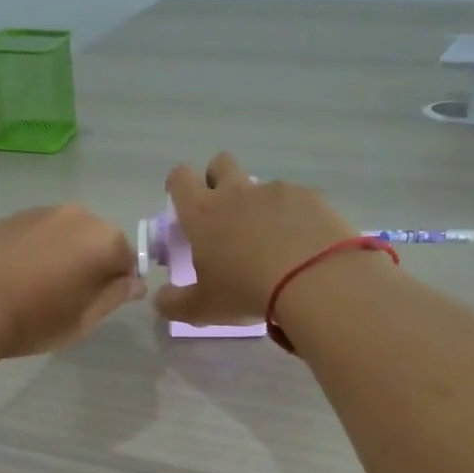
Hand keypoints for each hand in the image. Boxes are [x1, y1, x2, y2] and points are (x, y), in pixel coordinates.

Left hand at [0, 204, 143, 360]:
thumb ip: (113, 297)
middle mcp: (76, 215)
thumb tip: (133, 283)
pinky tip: (12, 278)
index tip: (96, 307)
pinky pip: (36, 235)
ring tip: (35, 291)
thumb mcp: (82, 320)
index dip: (117, 286)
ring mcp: (39, 212)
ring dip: (61, 257)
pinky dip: (34, 252)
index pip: (128, 261)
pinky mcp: (7, 217)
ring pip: (65, 236)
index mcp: (102, 239)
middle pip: (97, 241)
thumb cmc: (30, 319)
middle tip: (66, 301)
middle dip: (90, 266)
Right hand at [153, 154, 355, 325]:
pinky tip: (303, 245)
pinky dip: (294, 217)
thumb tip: (160, 300)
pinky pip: (296, 200)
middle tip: (224, 215)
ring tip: (272, 242)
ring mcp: (276, 191)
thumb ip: (174, 303)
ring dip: (259, 205)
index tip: (183, 203)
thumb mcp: (202, 308)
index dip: (178, 185)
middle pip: (220, 163)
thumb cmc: (246, 291)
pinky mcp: (310, 197)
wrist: (313, 280)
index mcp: (203, 213)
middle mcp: (236, 192)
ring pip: (260, 186)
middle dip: (217, 179)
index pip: (180, 178)